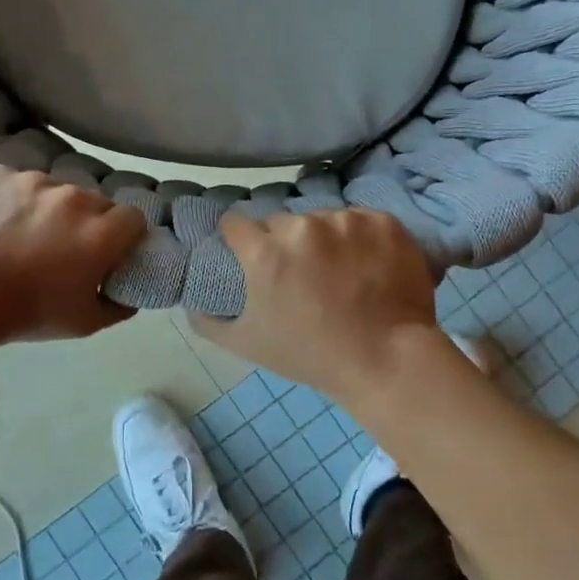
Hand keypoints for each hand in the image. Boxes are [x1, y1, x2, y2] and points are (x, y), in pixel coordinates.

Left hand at [0, 167, 146, 344]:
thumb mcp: (82, 324)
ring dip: (49, 208)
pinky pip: (17, 182)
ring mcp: (32, 180)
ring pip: (54, 189)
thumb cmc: (24, 313)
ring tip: (22, 234)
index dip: (124, 235)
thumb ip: (118, 306)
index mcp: (99, 232)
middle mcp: (72, 198)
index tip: (109, 251)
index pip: (133, 218)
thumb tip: (130, 293)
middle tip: (64, 247)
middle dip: (87, 221)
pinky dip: (13, 198)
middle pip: (95, 201)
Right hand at [191, 208, 447, 404]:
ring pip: (323, 219)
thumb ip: (208, 321)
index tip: (250, 255)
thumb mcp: (248, 345)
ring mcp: (346, 221)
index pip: (236, 223)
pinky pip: (362, 221)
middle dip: (285, 242)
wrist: (388, 360)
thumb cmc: (312, 355)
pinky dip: (363, 238)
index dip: (240, 240)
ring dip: (326, 239)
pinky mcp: (382, 221)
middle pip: (281, 222)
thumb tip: (190, 303)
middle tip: (302, 275)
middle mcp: (302, 227)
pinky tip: (370, 266)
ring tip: (342, 273)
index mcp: (265, 252)